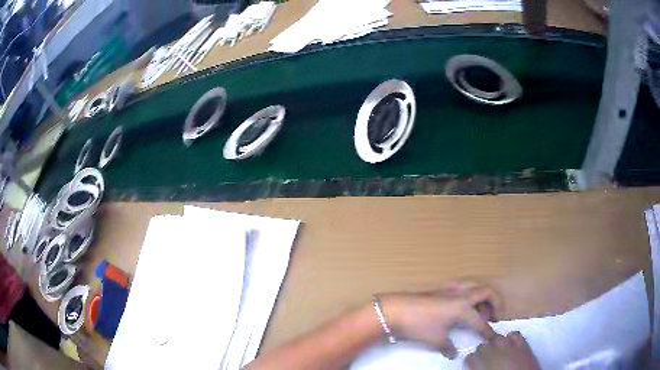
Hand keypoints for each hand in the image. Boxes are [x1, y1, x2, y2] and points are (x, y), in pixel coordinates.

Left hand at [379, 281, 501, 358]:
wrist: (394, 310)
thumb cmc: (419, 326)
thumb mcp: (436, 340)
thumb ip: (448, 347)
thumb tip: (454, 353)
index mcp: (463, 308)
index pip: (481, 322)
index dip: (488, 331)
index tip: (493, 338)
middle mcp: (461, 295)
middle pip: (487, 292)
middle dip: (495, 303)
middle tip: (493, 317)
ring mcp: (450, 289)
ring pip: (475, 286)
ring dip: (482, 297)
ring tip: (479, 311)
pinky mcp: (439, 288)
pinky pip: (461, 287)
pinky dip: (468, 294)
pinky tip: (461, 305)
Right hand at [465, 332, 539, 369]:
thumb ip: (477, 369)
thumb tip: (476, 367)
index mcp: (478, 361)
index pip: (470, 356)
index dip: (472, 361)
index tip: (475, 365)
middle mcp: (490, 349)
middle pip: (483, 344)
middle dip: (484, 351)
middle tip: (486, 360)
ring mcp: (507, 344)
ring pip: (497, 337)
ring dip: (496, 344)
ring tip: (499, 352)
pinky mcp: (521, 343)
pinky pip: (514, 334)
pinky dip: (511, 338)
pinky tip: (511, 345)